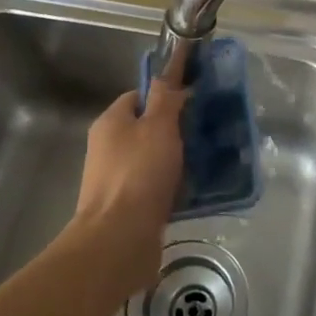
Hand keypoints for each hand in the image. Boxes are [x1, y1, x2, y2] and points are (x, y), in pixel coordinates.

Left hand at [71, 84, 186, 296]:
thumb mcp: (158, 126)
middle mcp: (108, 147)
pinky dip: (173, 185)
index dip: (165, 93)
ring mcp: (115, 179)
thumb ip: (165, 98)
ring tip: (207, 159)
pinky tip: (196, 188)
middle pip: (146, 128)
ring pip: (152, 158)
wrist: (118, 240)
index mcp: (111, 122)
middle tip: (205, 129)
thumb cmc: (139, 174)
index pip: (139, 95)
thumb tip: (167, 75)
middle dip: (175, 128)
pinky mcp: (127, 207)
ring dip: (176, 158)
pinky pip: (154, 186)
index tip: (194, 98)